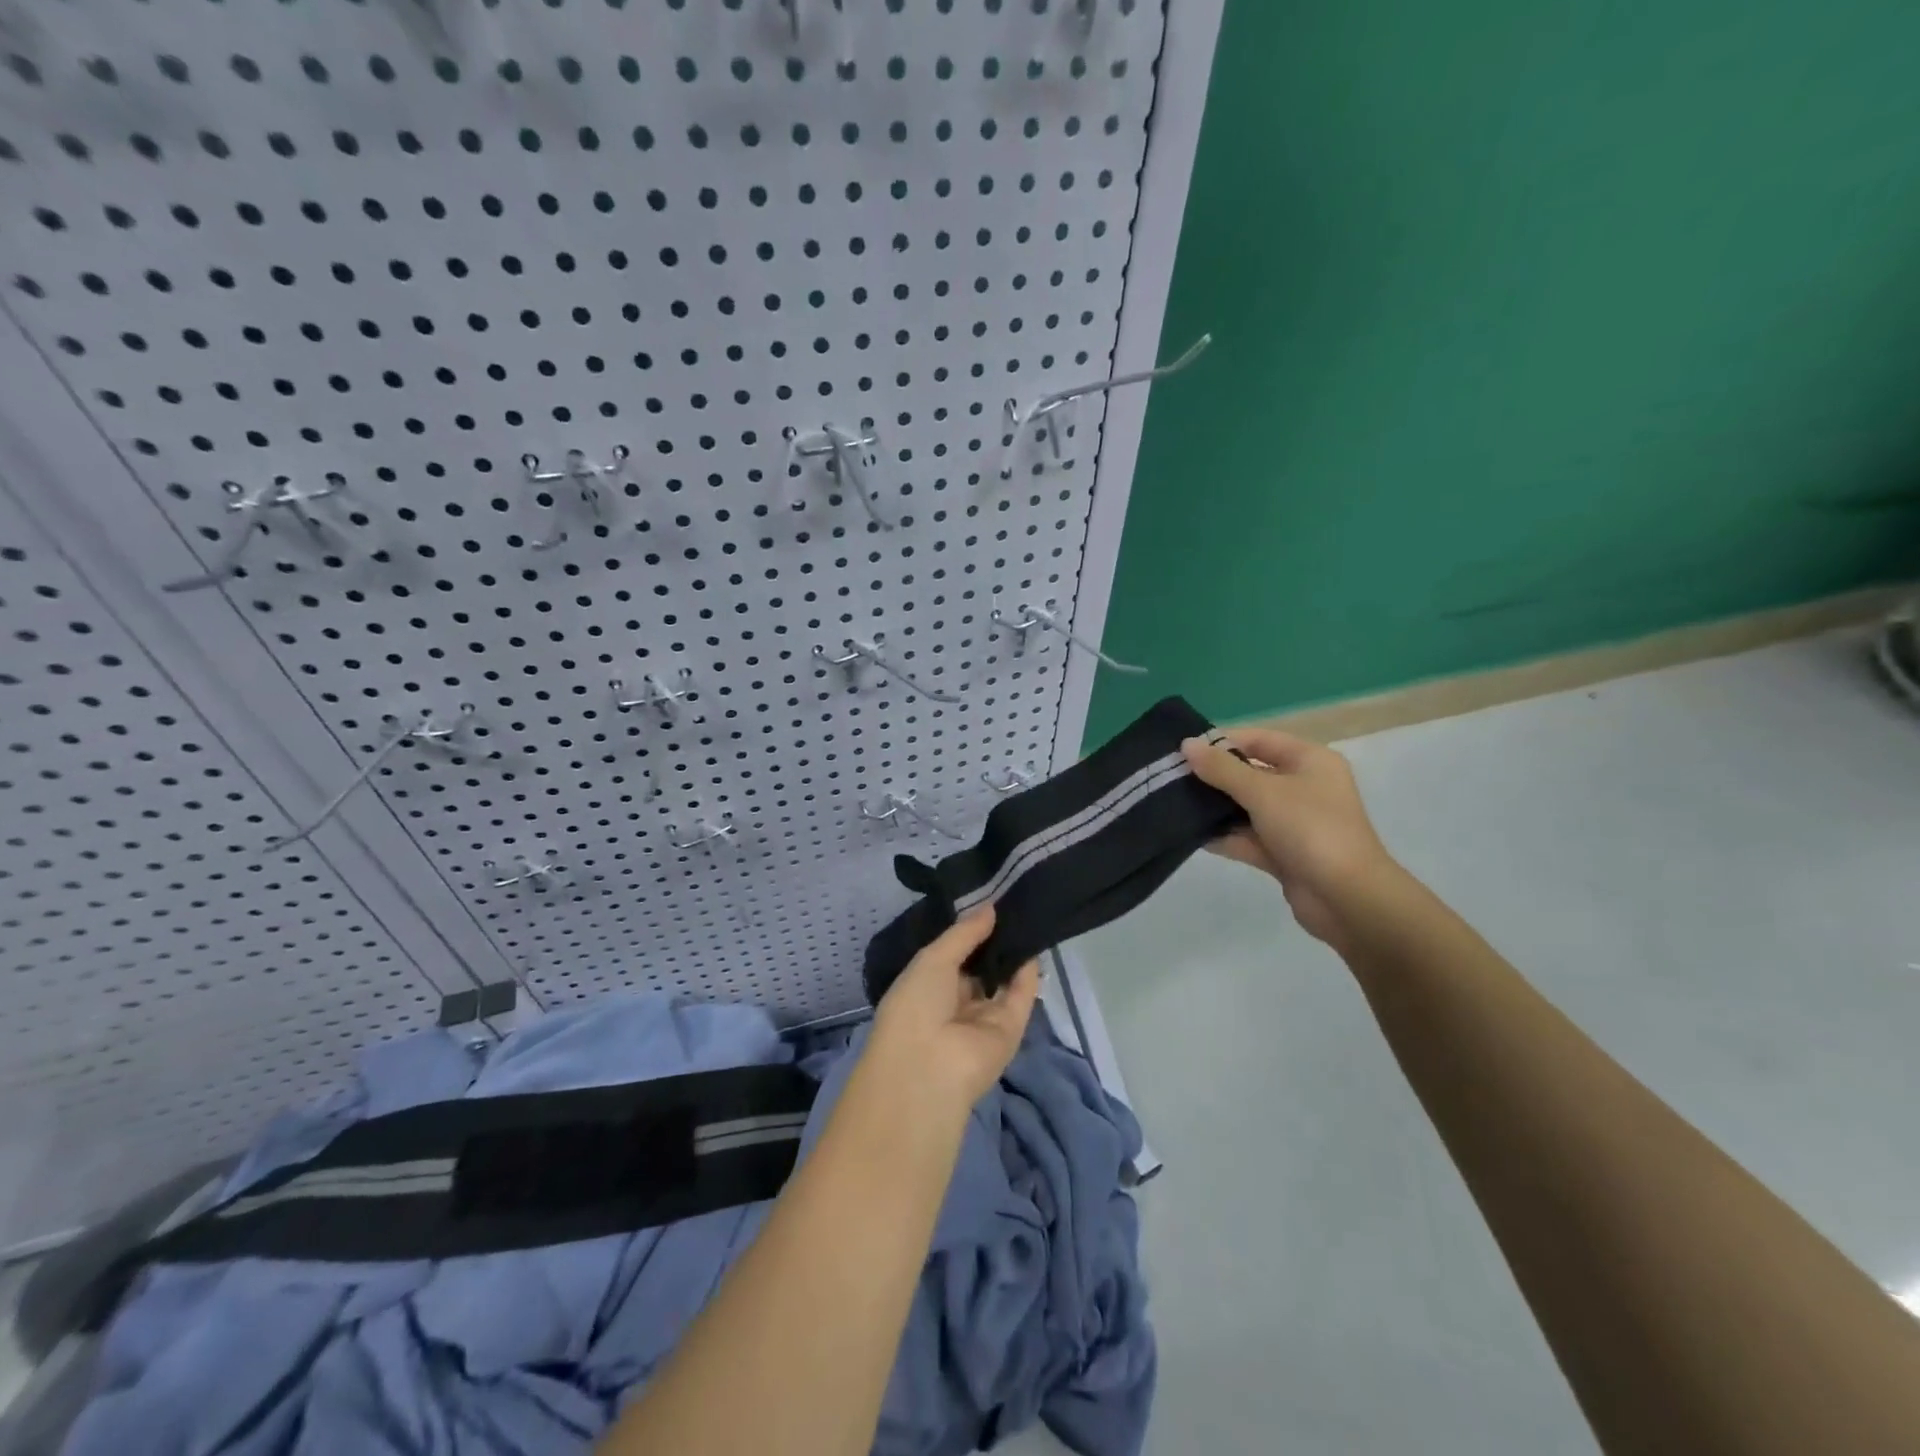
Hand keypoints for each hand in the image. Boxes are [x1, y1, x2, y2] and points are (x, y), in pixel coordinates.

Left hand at [863, 906, 1040, 1115]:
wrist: (929, 1068)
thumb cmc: (916, 1006)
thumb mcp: (932, 959)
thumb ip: (964, 934)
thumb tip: (990, 908)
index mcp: (926, 987)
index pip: (952, 956)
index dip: (968, 932)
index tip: (987, 902)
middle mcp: (954, 1003)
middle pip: (979, 968)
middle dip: (993, 941)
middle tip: (1012, 904)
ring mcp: (983, 1019)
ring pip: (1003, 981)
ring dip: (1012, 954)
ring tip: (1028, 915)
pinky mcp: (1010, 1031)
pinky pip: (1021, 997)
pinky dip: (1028, 974)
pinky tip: (1033, 943)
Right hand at [1182, 728, 1398, 946]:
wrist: (1347, 898)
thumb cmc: (1310, 829)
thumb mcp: (1262, 792)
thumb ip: (1221, 769)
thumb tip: (1186, 744)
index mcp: (1310, 761)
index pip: (1259, 739)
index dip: (1222, 742)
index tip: (1184, 751)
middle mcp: (1304, 787)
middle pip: (1251, 773)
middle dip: (1214, 777)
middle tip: (1172, 779)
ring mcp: (1294, 822)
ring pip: (1247, 808)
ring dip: (1216, 809)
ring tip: (1175, 805)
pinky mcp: (1284, 853)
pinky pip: (1248, 838)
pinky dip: (1225, 837)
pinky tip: (1192, 836)